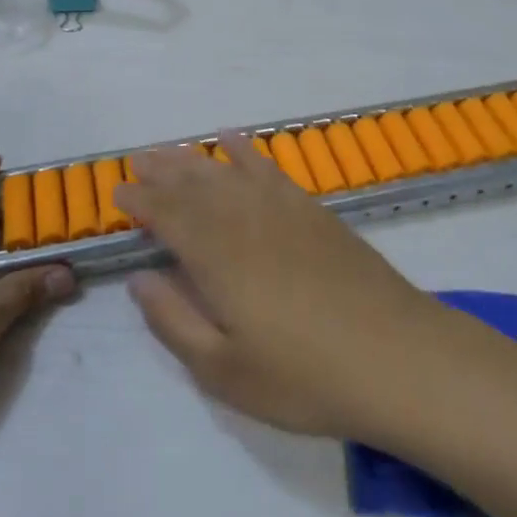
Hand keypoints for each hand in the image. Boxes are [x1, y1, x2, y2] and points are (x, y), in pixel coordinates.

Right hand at [116, 136, 446, 443]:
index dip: (141, 202)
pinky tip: (233, 140)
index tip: (118, 194)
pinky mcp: (313, 211)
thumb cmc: (305, 376)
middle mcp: (244, 220)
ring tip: (171, 149)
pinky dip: (247, 151)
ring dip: (195, 158)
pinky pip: (269, 168)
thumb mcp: (224, 371)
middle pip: (194, 185)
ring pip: (227, 171)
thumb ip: (174, 321)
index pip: (168, 216)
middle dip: (161, 171)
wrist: (398, 358)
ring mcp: (282, 210)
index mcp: (216, 257)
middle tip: (137, 159)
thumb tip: (140, 278)